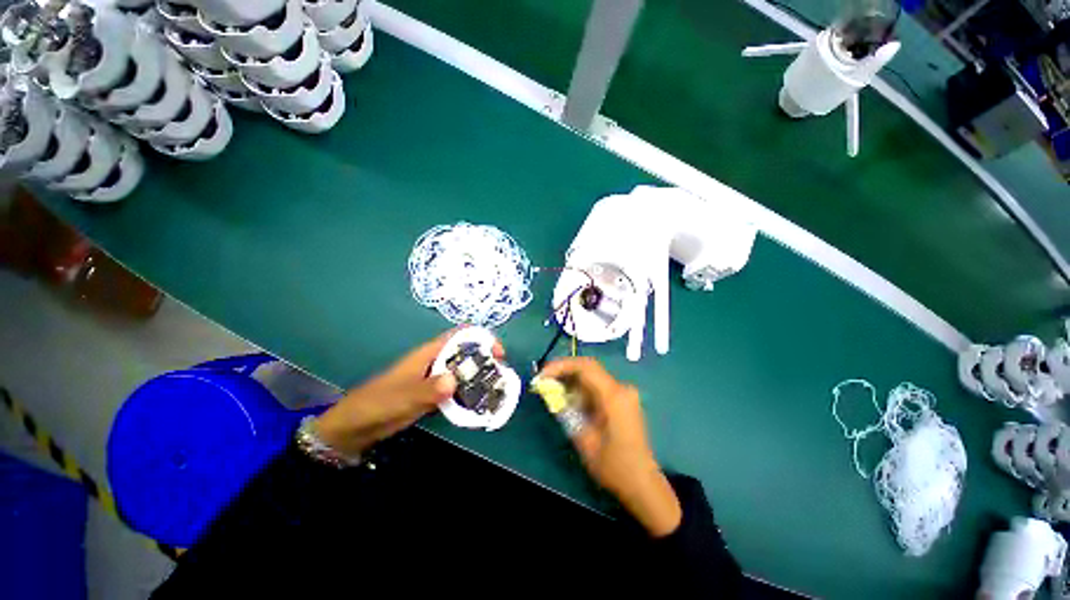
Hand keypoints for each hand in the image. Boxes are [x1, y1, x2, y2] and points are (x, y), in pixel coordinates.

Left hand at [314, 329, 502, 457]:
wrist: (357, 425)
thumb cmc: (379, 402)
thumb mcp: (404, 395)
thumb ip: (428, 389)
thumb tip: (454, 381)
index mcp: (430, 353)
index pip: (460, 336)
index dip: (481, 338)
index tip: (497, 352)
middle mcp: (437, 362)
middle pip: (467, 352)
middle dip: (486, 358)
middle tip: (502, 374)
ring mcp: (436, 378)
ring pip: (464, 370)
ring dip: (481, 376)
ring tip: (497, 388)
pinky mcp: (435, 394)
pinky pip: (458, 388)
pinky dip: (471, 391)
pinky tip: (480, 402)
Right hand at [540, 357, 680, 536]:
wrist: (642, 483)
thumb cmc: (613, 465)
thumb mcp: (584, 439)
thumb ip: (566, 411)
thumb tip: (550, 392)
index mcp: (614, 395)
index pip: (585, 367)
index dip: (561, 366)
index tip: (542, 374)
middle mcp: (621, 388)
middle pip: (588, 369)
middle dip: (564, 371)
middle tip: (543, 380)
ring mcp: (624, 394)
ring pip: (592, 377)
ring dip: (571, 381)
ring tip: (552, 390)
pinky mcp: (622, 401)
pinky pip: (597, 387)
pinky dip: (581, 390)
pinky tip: (569, 400)